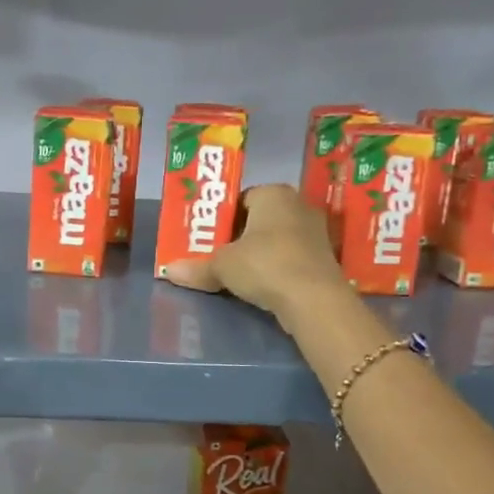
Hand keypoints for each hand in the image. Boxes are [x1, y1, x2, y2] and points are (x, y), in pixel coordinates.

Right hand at [163, 184, 349, 327]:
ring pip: (277, 238)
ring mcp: (316, 231)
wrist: (314, 300)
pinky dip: (277, 267)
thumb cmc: (264, 265)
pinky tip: (263, 284)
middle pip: (259, 218)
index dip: (222, 218)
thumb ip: (196, 267)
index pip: (241, 198)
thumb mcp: (222, 266)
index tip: (209, 238)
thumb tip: (168, 271)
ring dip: (259, 253)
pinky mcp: (325, 258)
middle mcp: (298, 204)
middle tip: (217, 255)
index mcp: (273, 193)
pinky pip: (291, 256)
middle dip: (240, 236)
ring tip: (238, 273)